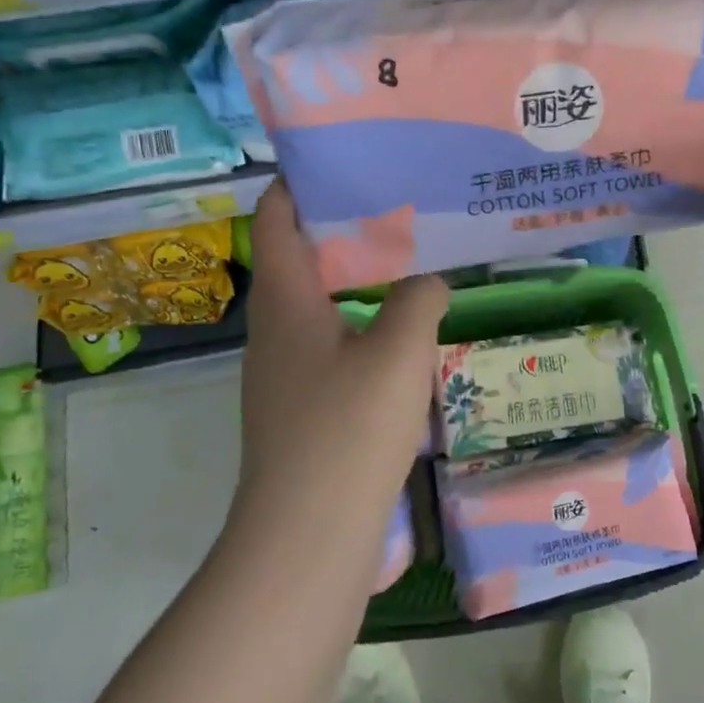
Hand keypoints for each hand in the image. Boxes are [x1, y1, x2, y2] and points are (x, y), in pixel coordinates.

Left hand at [238, 182, 447, 518]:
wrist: (306, 543)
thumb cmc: (347, 432)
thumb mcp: (399, 352)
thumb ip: (419, 300)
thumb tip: (428, 282)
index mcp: (285, 302)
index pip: (277, 218)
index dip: (302, 182)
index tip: (347, 159)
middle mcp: (274, 331)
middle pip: (301, 258)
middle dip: (346, 229)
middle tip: (401, 209)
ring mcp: (285, 375)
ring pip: (320, 306)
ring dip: (359, 283)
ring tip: (413, 266)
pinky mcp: (302, 412)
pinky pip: (332, 348)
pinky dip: (363, 328)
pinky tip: (406, 340)